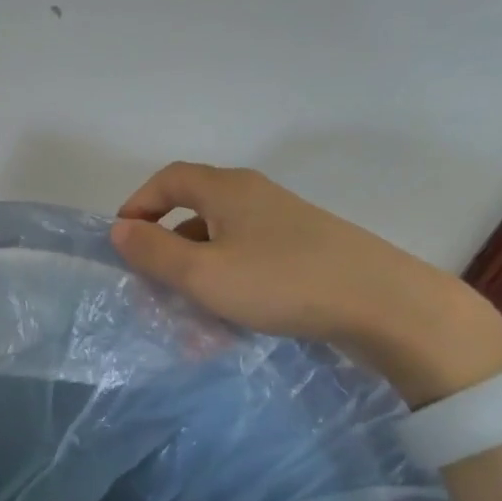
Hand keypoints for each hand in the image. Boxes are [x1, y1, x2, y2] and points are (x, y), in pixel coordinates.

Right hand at [111, 162, 501, 403]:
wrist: (383, 304)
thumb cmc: (280, 282)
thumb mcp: (203, 274)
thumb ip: (154, 252)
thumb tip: (118, 229)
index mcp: (227, 190)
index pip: (168, 179)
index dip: (138, 204)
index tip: (122, 240)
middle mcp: (254, 196)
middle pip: (193, 212)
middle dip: (165, 248)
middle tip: (151, 285)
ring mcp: (283, 223)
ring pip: (221, 242)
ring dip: (196, 274)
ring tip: (186, 316)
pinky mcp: (304, 250)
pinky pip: (248, 260)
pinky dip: (227, 283)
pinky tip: (228, 321)